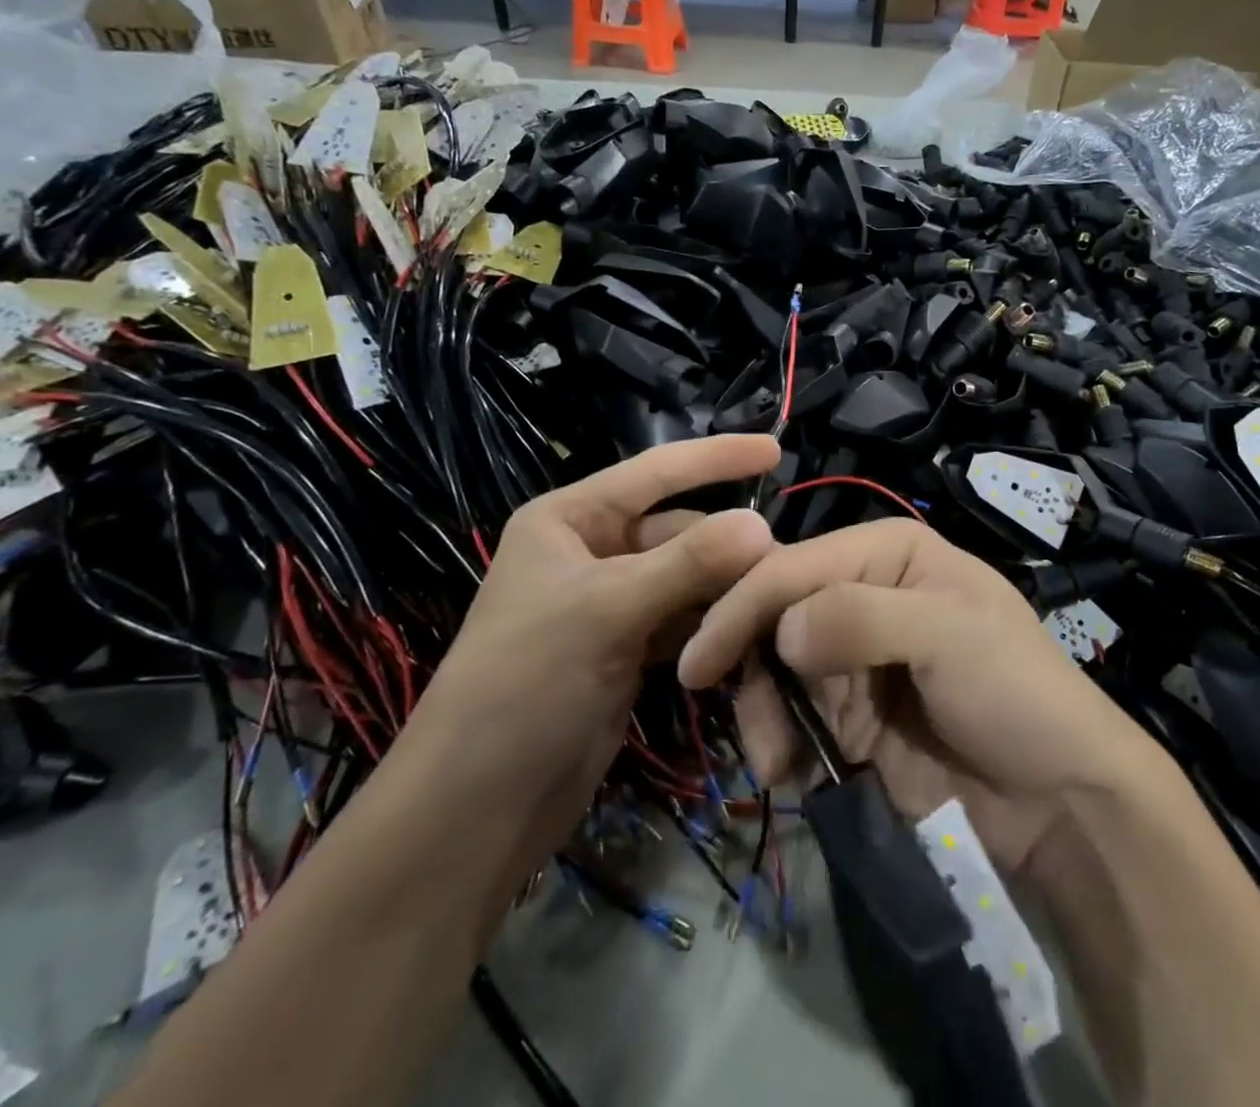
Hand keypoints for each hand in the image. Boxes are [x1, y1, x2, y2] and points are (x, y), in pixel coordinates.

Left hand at [413, 434, 778, 857]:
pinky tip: (747, 636)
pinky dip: (713, 625)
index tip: (775, 449)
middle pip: (679, 531)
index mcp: (571, 519)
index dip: (716, 457)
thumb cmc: (525, 684)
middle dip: (728, 546)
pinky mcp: (628, 650)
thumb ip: (689, 563)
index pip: (656, 472)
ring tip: (773, 604)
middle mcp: (592, 552)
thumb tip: (763, 524)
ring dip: (726, 590)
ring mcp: (612, 604)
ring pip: (688, 578)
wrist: (476, 809)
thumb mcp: (607, 611)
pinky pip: (685, 620)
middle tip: (783, 568)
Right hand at [678, 519, 1142, 874]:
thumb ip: (861, 618)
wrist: (1059, 801)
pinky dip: (779, 741)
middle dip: (751, 664)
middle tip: (745, 722)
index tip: (699, 661)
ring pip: (775, 667)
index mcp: (887, 552)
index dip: (744, 605)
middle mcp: (863, 591)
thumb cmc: (1014, 693)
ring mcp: (854, 655)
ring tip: (776, 761)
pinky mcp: (850, 714)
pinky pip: (792, 714)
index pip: (796, 565)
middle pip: (776, 612)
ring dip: (763, 711)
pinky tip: (788, 771)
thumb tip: (782, 632)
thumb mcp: (949, 634)